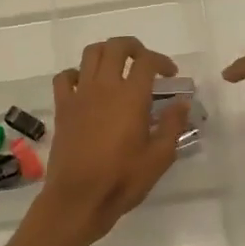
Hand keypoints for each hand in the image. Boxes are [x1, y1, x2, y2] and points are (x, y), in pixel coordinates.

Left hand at [32, 36, 188, 245]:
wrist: (78, 198)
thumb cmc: (122, 179)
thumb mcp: (159, 157)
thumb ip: (173, 125)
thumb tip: (182, 103)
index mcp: (131, 97)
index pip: (147, 61)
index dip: (162, 61)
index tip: (170, 75)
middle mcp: (104, 87)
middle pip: (116, 47)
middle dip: (133, 47)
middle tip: (144, 62)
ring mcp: (80, 95)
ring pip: (90, 54)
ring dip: (106, 53)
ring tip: (117, 67)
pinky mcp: (62, 108)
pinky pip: (65, 77)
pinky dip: (77, 73)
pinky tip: (86, 86)